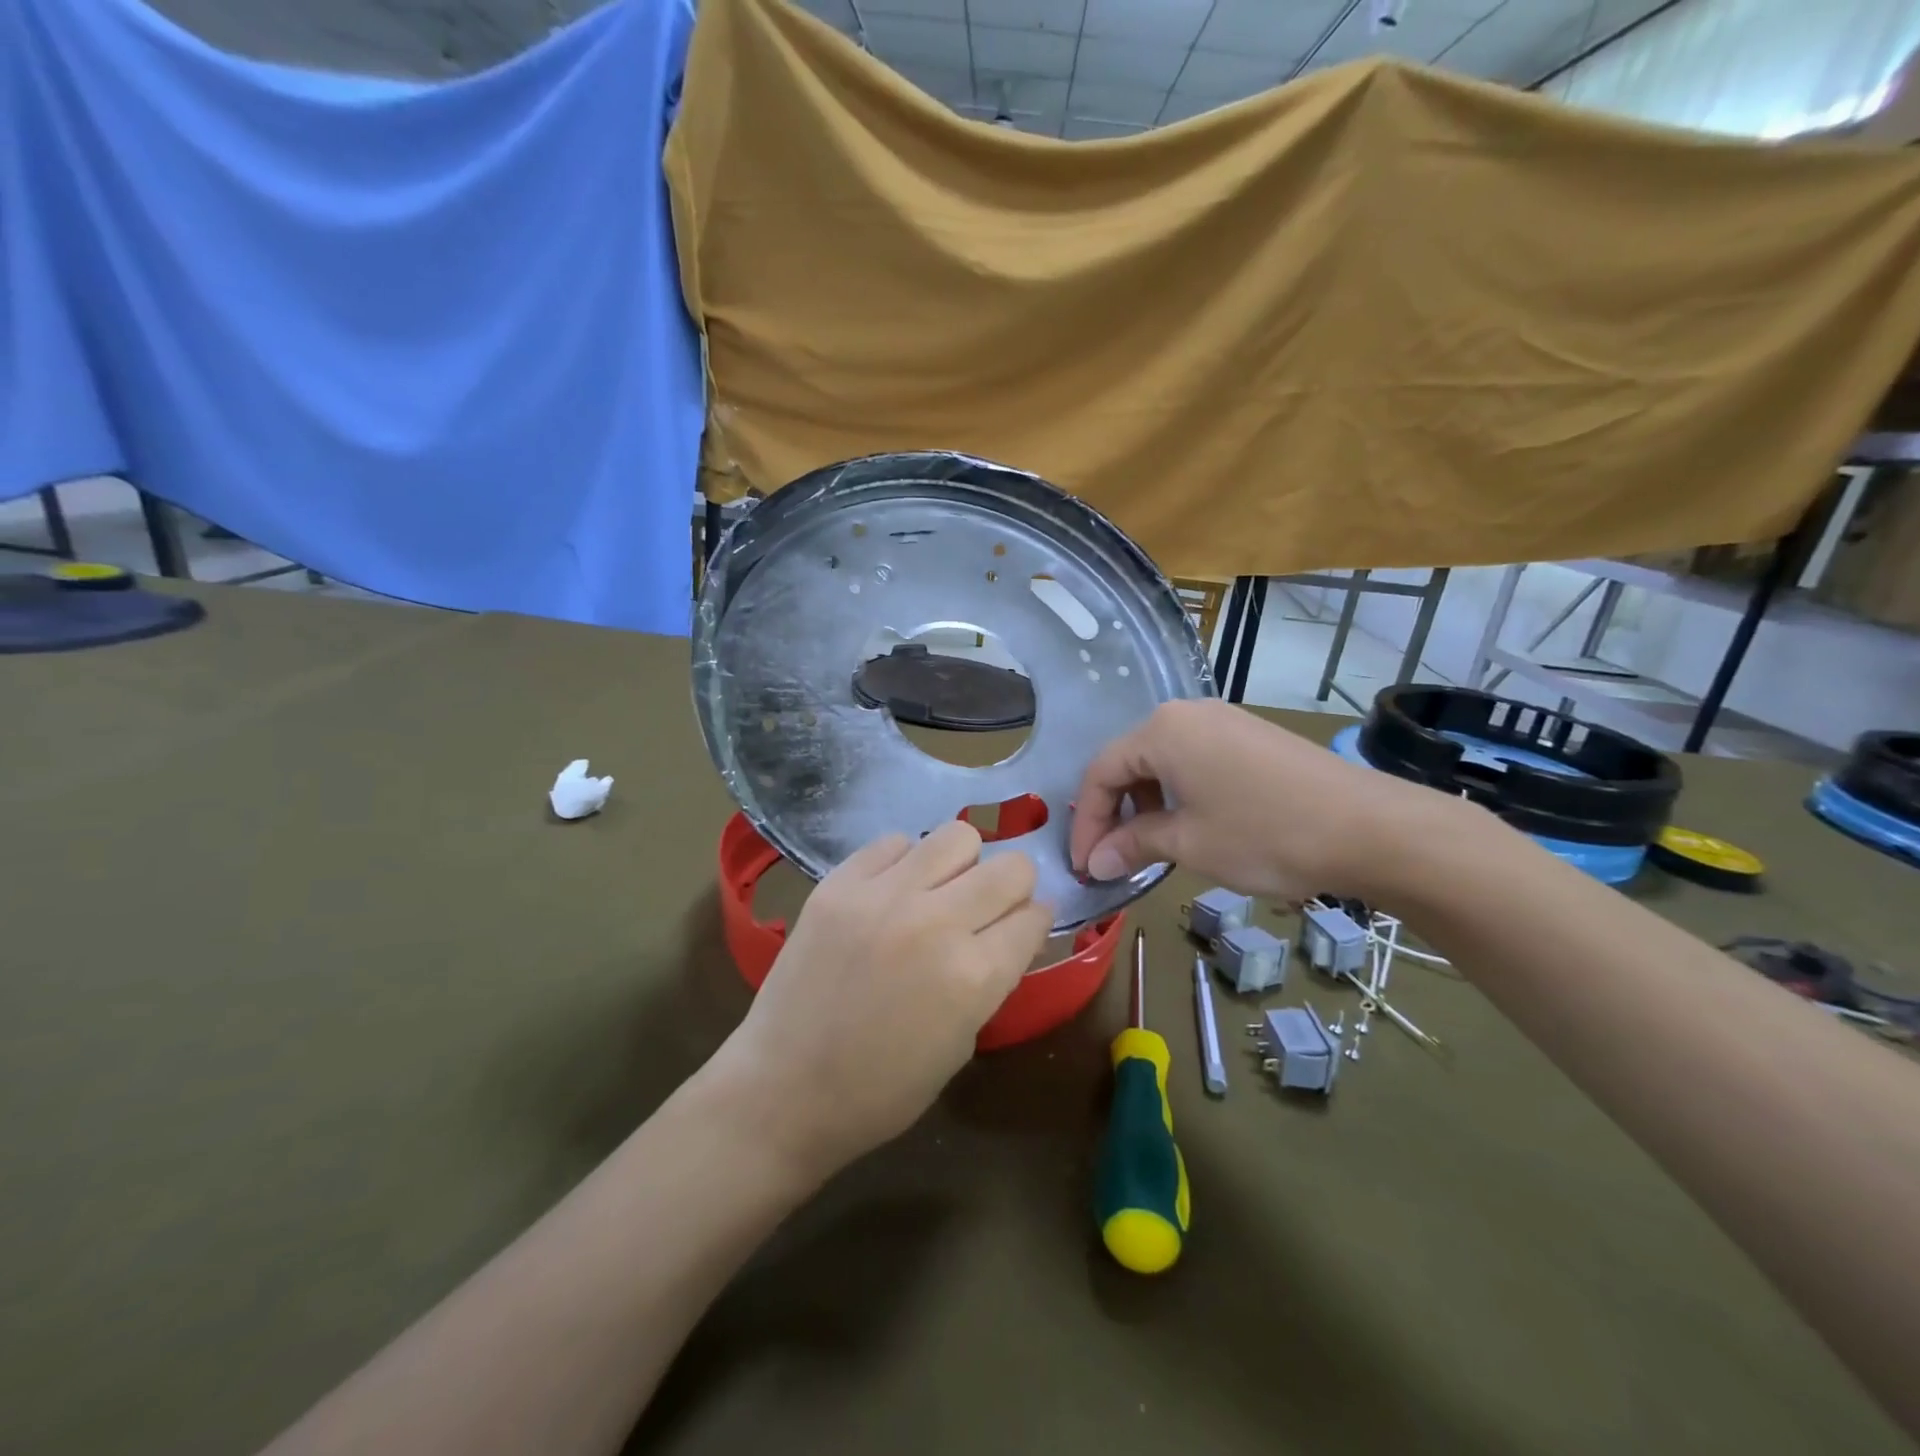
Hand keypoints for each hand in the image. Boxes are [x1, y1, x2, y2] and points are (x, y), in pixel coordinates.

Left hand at [721, 821, 1052, 1176]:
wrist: (784, 1089)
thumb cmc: (882, 1089)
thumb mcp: (961, 1042)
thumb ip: (992, 977)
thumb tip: (1015, 928)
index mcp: (973, 976)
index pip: (1034, 917)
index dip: (1035, 922)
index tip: (1024, 927)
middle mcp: (936, 923)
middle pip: (1010, 868)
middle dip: (1013, 887)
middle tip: (988, 907)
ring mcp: (883, 896)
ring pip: (957, 836)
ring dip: (963, 864)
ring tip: (941, 890)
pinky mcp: (839, 884)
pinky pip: (895, 842)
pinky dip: (905, 863)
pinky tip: (892, 893)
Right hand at [1069, 699, 1450, 903]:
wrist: (1370, 828)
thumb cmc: (1265, 834)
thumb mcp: (1189, 843)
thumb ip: (1134, 845)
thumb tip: (1096, 863)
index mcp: (1162, 730)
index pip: (1100, 772)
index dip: (1086, 823)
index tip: (1085, 867)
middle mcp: (1186, 713)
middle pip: (1128, 762)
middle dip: (1114, 812)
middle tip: (1111, 858)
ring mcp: (1223, 720)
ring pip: (1162, 761)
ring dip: (1146, 804)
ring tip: (1149, 846)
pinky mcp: (1250, 736)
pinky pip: (1194, 760)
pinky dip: (1178, 793)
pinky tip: (1189, 825)